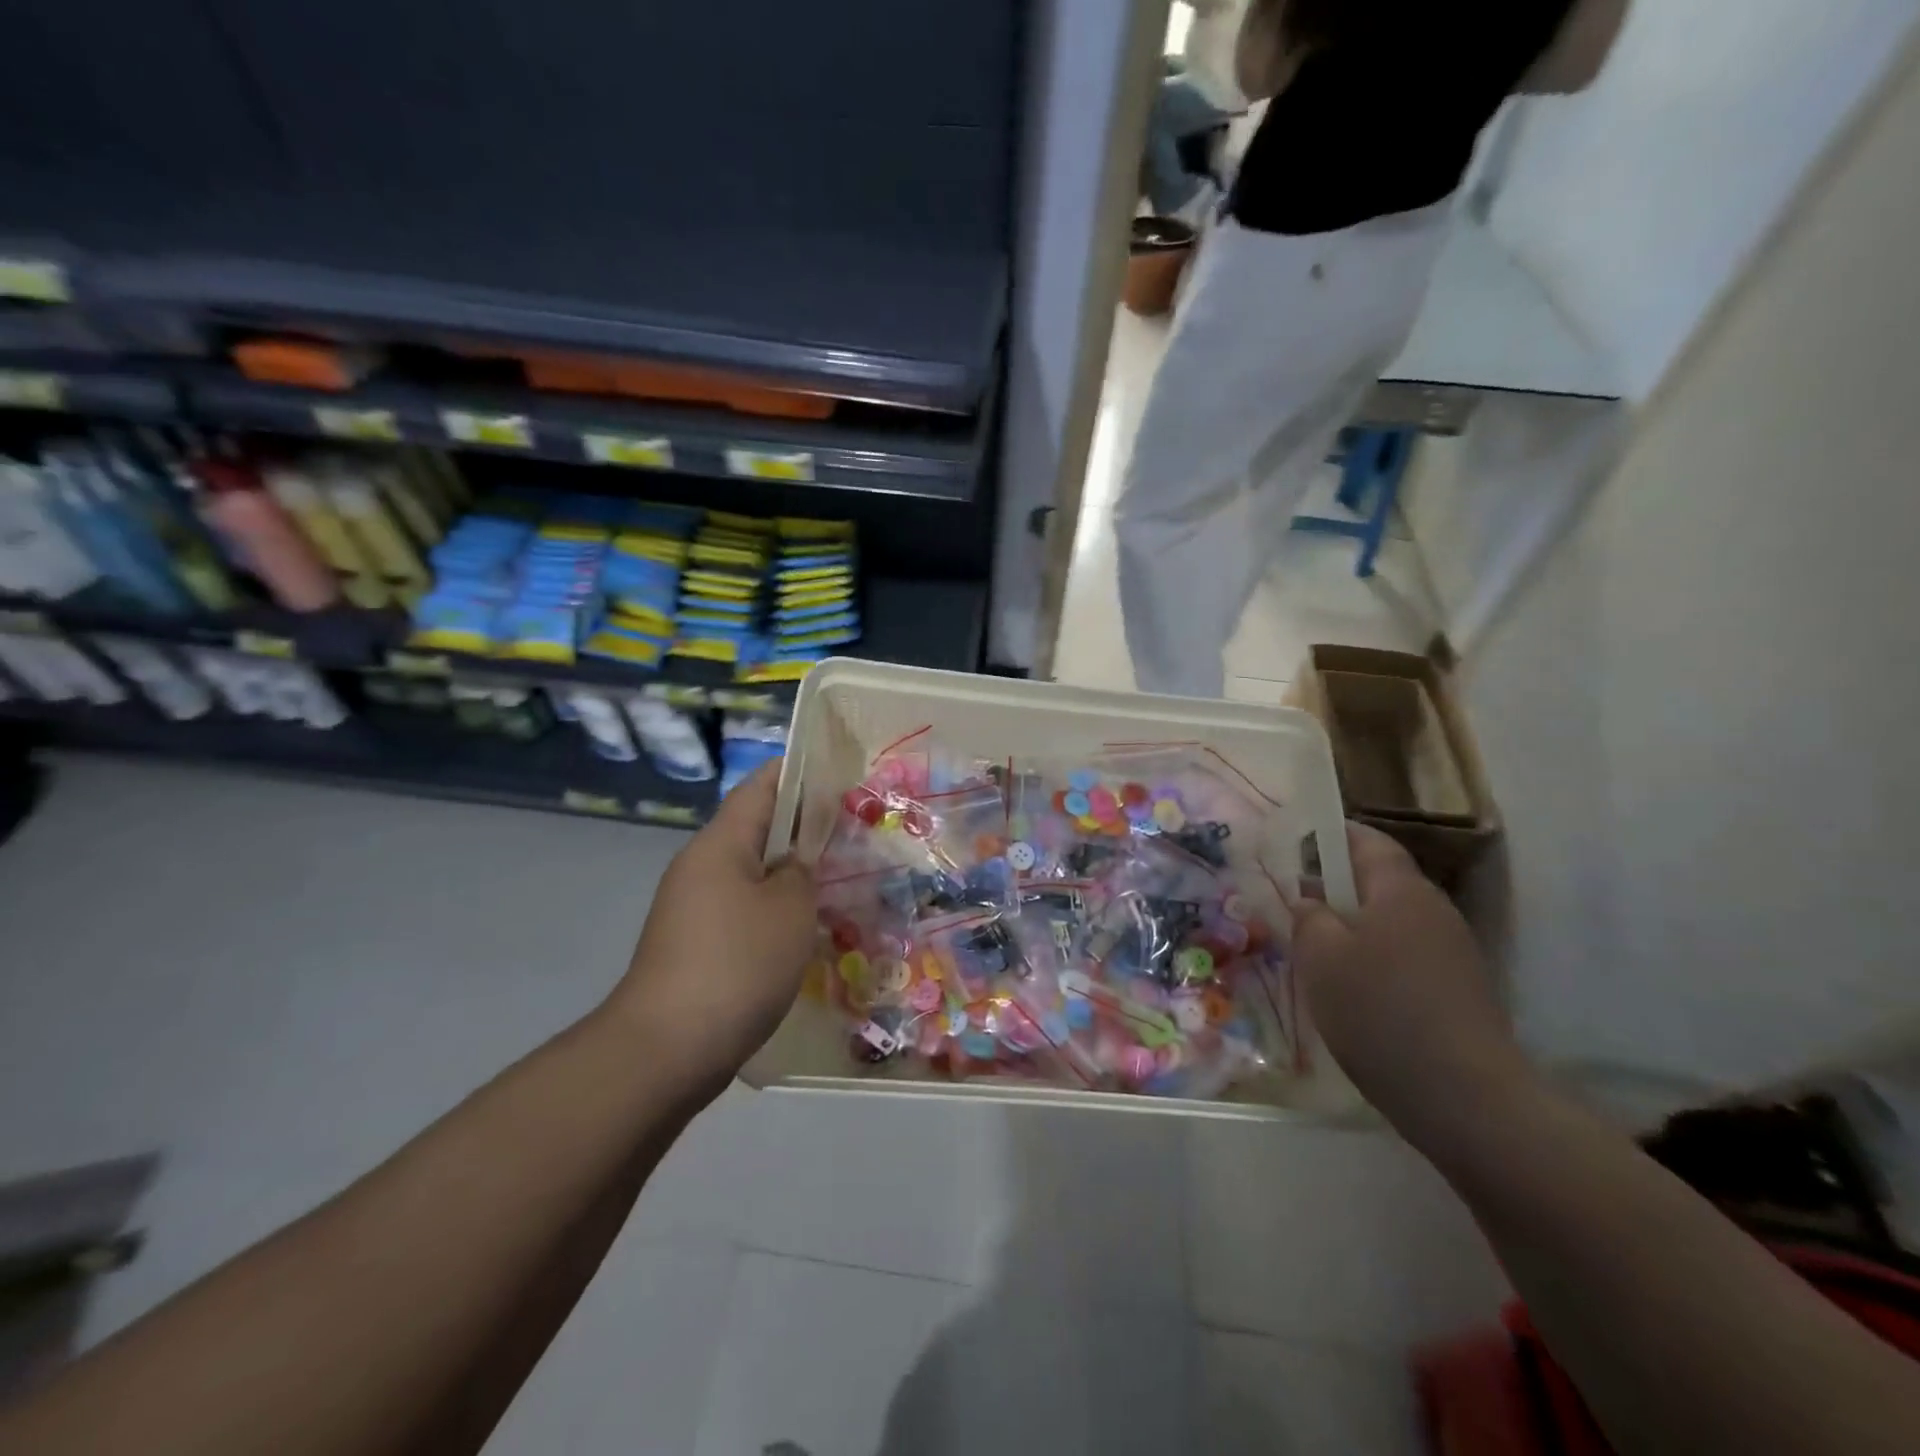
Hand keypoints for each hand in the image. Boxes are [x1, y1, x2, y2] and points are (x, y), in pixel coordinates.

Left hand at [607, 763, 815, 1087]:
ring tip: (840, 880)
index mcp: (721, 844)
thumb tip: (796, 863)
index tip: (839, 773)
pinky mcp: (695, 946)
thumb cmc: (736, 964)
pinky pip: (743, 911)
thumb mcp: (789, 910)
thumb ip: (802, 873)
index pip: (762, 787)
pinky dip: (775, 911)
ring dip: (792, 874)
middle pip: (758, 830)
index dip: (799, 772)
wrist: (666, 1051)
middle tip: (854, 833)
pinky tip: (807, 929)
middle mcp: (701, 867)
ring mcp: (693, 909)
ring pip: (753, 875)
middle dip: (804, 828)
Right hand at [1292, 824, 1531, 1137]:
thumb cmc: (1379, 1011)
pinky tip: (1353, 991)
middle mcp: (1433, 910)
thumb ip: (1308, 916)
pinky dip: (1375, 959)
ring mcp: (1453, 951)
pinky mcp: (1459, 989)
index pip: (1366, 840)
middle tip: (1296, 906)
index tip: (1297, 845)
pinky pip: (1406, 954)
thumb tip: (1310, 899)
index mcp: (1401, 890)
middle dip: (1337, 886)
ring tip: (1318, 953)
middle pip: (1380, 880)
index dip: (1331, 835)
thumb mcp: (1320, 957)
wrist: (1465, 1097)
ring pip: (1391, 921)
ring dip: (1354, 927)